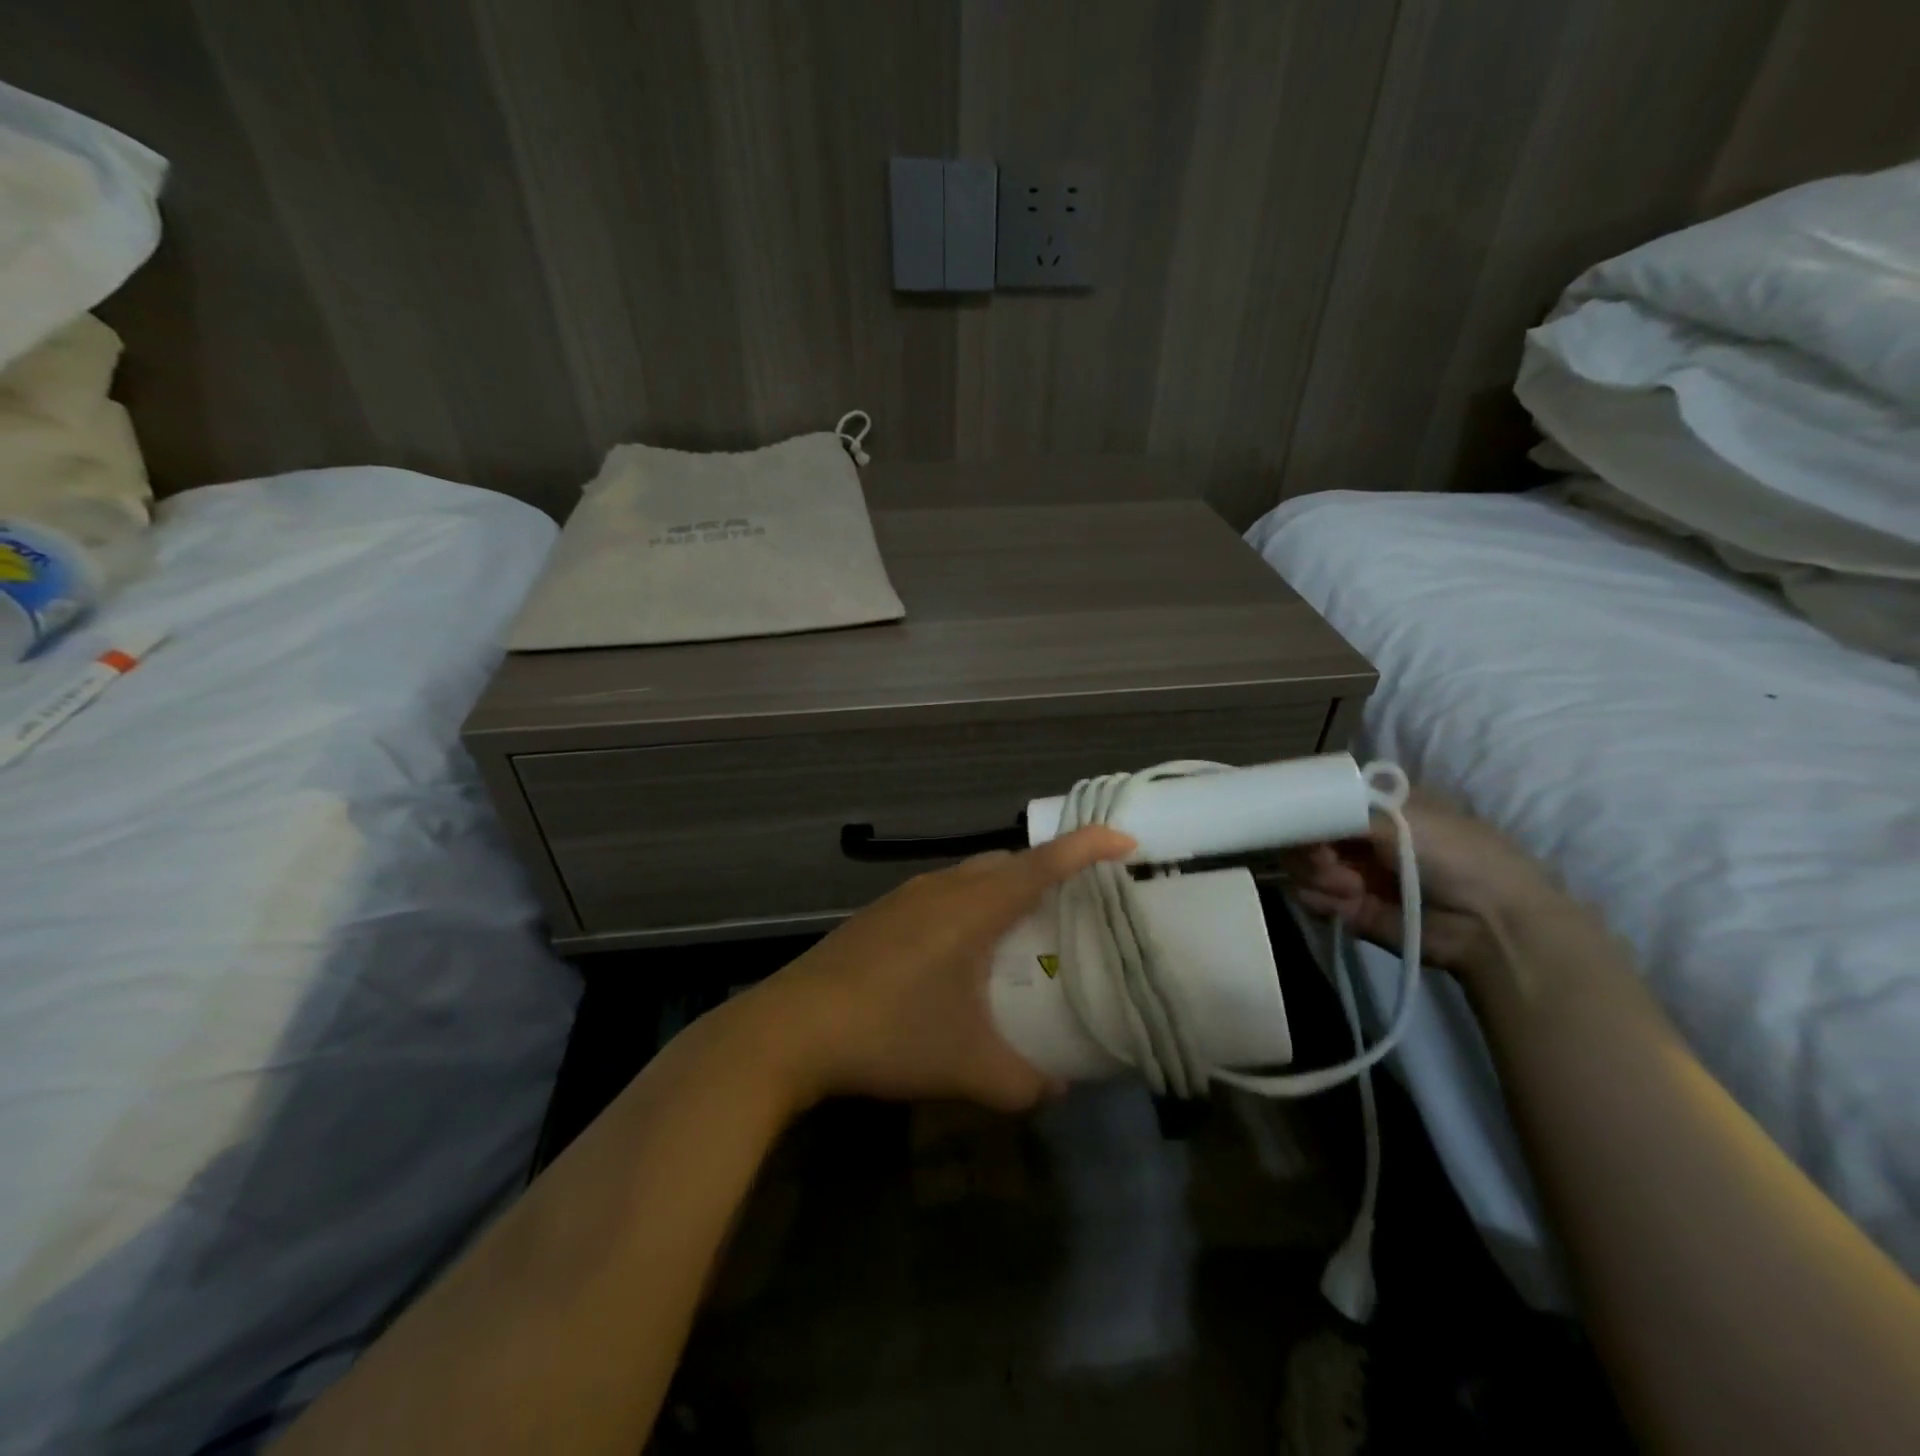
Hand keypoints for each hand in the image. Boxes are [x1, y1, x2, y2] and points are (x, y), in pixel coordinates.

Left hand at [735, 827, 1135, 1113]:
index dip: (1087, 847)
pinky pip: (943, 892)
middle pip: (1008, 861)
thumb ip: (1024, 1082)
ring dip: (1005, 887)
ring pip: (971, 874)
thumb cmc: (889, 1034)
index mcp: (973, 907)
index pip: (1043, 863)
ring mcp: (905, 897)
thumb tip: (1058, 1089)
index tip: (1125, 843)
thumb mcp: (968, 1067)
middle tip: (1077, 900)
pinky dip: (971, 903)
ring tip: (1025, 925)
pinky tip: (963, 950)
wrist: (792, 1028)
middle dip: (1048, 869)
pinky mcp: (880, 914)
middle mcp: (942, 887)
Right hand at [1289, 790, 1559, 971]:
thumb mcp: (1401, 816)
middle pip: (1303, 834)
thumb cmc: (1456, 855)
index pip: (1319, 801)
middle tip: (1325, 859)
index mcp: (1374, 808)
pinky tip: (1346, 902)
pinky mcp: (1346, 909)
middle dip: (1307, 847)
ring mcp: (1349, 874)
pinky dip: (1319, 899)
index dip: (1305, 809)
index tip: (1302, 818)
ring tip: (1349, 887)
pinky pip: (1308, 898)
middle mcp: (1359, 838)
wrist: (1489, 924)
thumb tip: (1298, 814)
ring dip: (1316, 875)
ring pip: (1299, 866)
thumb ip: (1341, 810)